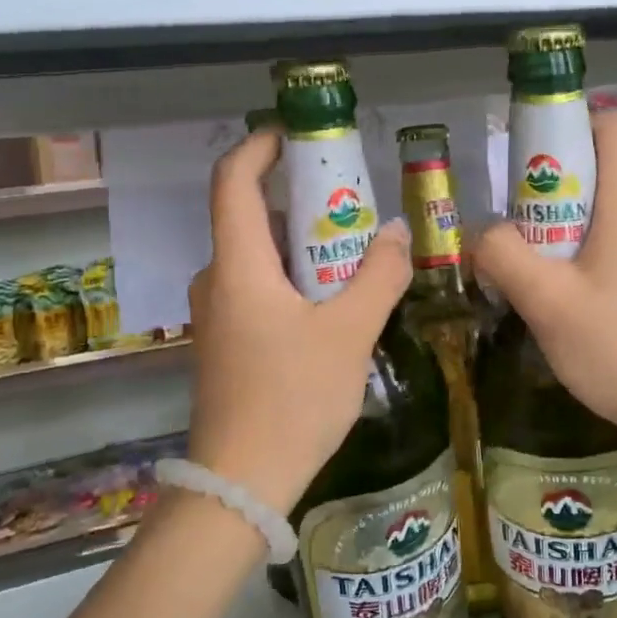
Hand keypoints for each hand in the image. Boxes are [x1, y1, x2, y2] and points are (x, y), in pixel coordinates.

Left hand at [186, 130, 413, 513]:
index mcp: (238, 266)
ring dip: (303, 243)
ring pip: (259, 256)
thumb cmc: (292, 399)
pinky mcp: (228, 341)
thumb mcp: (349, 334)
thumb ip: (379, 277)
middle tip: (353, 201)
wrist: (241, 483)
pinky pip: (260, 288)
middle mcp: (219, 280)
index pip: (233, 181)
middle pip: (251, 216)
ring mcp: (218, 314)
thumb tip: (398, 234)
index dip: (260, 147)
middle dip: (301, 199)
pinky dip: (295, 277)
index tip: (297, 135)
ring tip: (356, 249)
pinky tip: (335, 299)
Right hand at [472, 107, 616, 455]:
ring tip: (542, 270)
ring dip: (572, 224)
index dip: (570, 125)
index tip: (532, 163)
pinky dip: (596, 250)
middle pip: (605, 167)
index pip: (612, 123)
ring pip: (613, 208)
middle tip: (522, 229)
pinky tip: (577, 298)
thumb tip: (483, 233)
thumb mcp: (547, 303)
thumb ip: (504, 256)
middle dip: (556, 186)